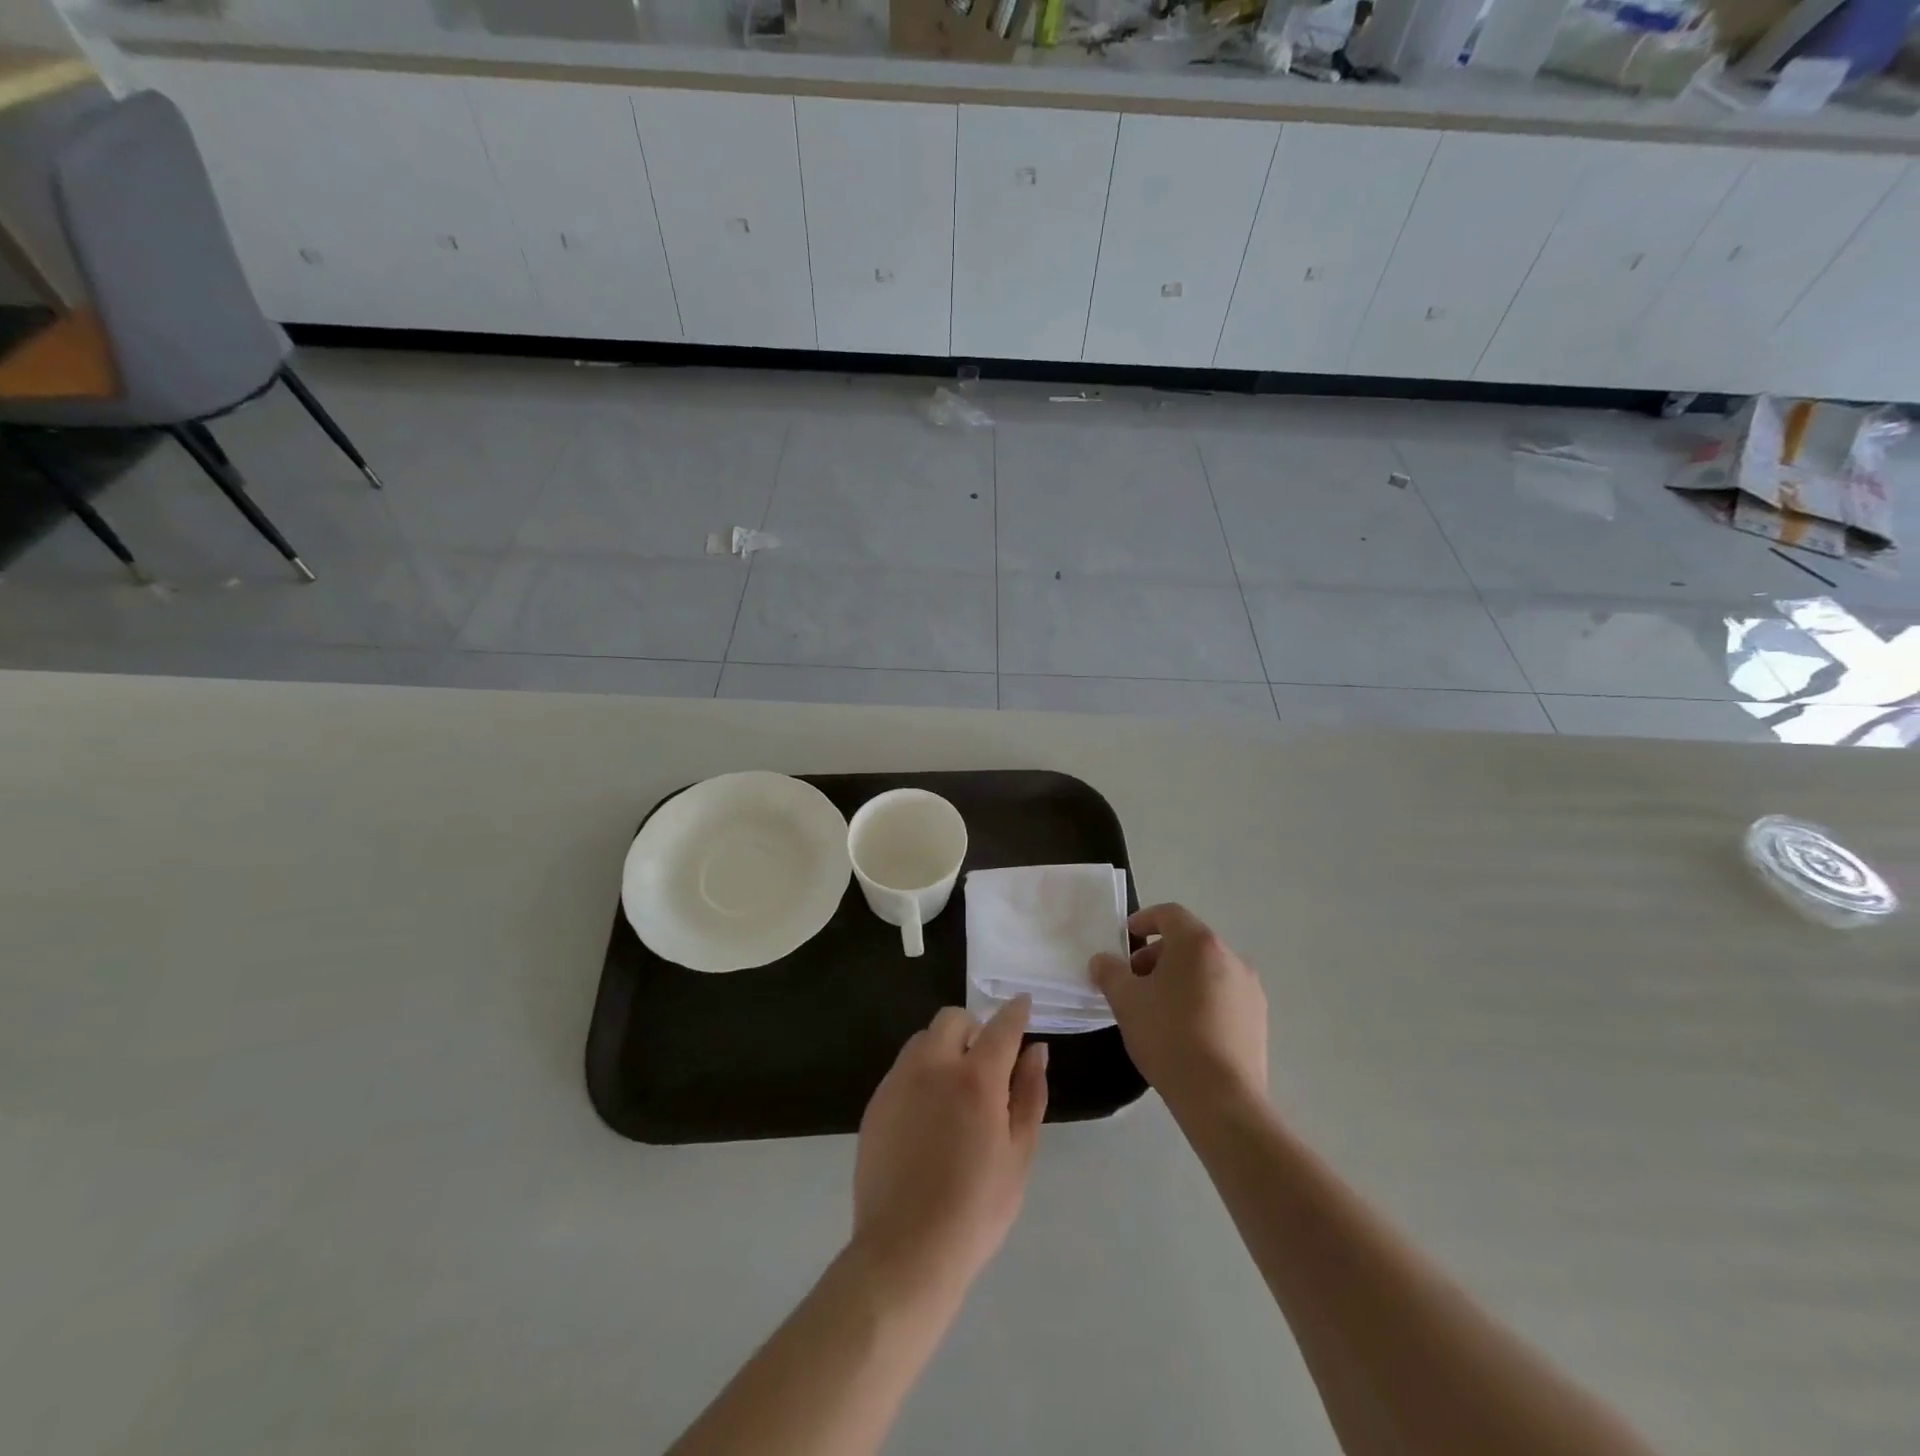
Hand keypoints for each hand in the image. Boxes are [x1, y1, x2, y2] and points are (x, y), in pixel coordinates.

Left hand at [852, 997, 1048, 1302]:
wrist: (905, 1251)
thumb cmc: (976, 1209)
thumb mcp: (1019, 1155)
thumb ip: (1029, 1094)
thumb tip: (1036, 1051)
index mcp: (975, 1078)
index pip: (1001, 1026)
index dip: (1016, 1011)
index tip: (1023, 1004)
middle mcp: (933, 1066)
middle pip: (952, 1019)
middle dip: (973, 1028)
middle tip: (985, 1062)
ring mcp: (899, 1081)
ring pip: (923, 1039)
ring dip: (944, 1048)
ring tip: (955, 1089)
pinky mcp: (876, 1102)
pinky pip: (903, 1068)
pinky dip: (921, 1073)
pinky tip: (928, 1115)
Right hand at [1090, 903, 1267, 1117]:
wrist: (1221, 1097)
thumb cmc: (1168, 1035)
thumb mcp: (1126, 1001)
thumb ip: (1109, 972)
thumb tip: (1102, 960)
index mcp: (1198, 943)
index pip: (1169, 914)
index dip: (1144, 920)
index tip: (1126, 937)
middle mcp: (1230, 956)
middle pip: (1189, 942)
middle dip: (1158, 955)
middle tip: (1135, 980)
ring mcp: (1249, 989)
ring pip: (1207, 969)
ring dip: (1180, 978)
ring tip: (1158, 1008)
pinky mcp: (1258, 1019)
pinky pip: (1223, 995)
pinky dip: (1201, 999)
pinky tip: (1185, 1030)